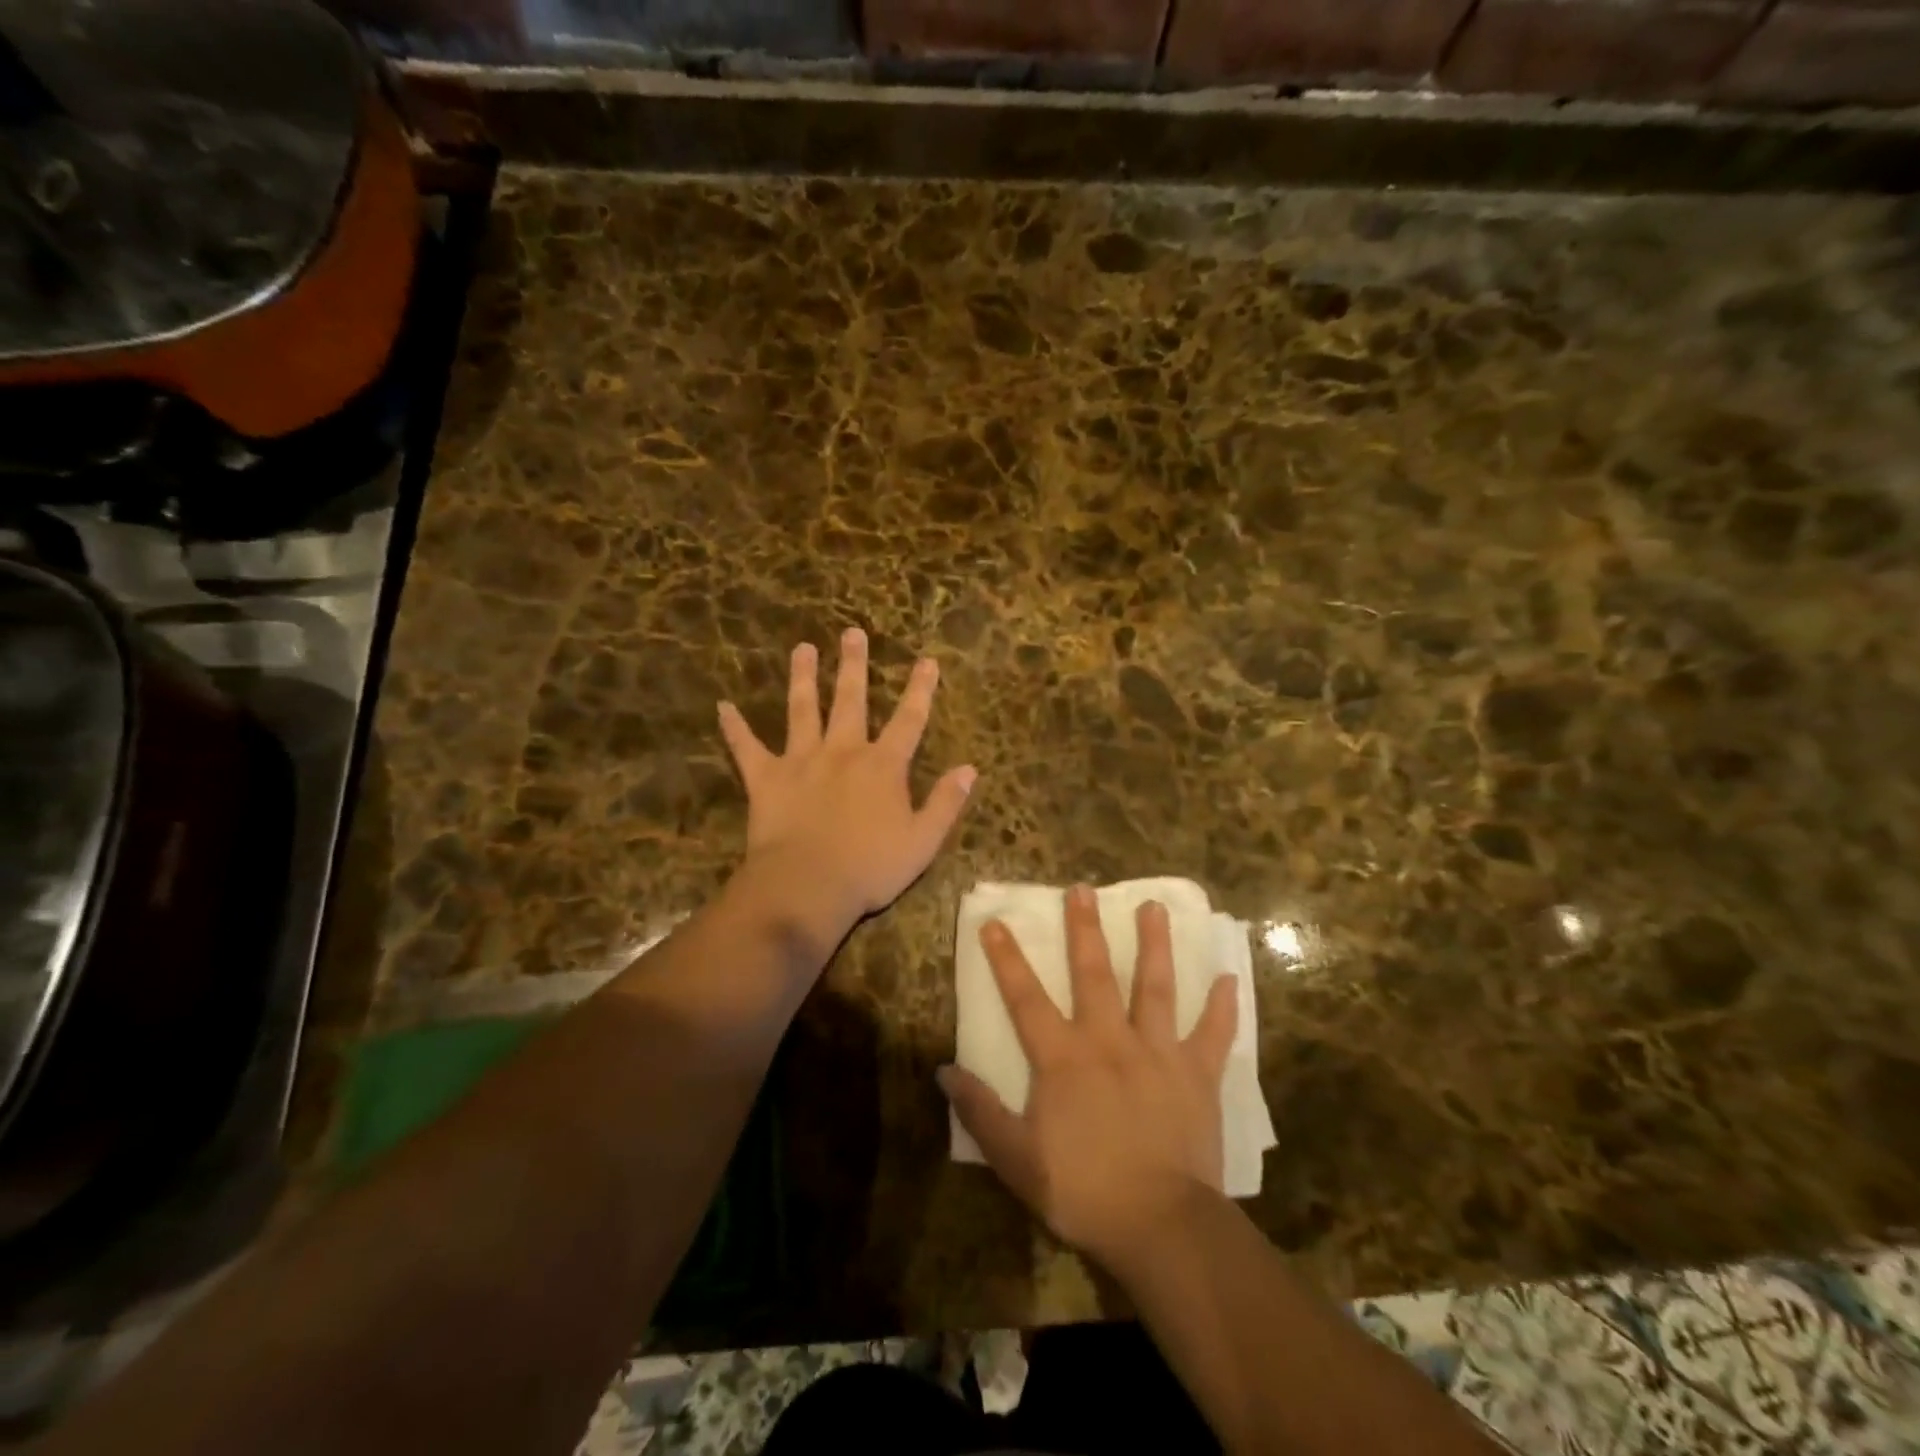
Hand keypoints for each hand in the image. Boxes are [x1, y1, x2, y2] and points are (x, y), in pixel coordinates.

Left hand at [718, 629, 977, 928]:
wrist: (808, 886)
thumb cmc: (871, 867)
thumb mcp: (923, 841)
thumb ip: (946, 802)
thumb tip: (969, 769)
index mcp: (883, 766)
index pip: (909, 720)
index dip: (920, 690)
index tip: (927, 660)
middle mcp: (843, 751)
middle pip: (851, 700)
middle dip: (855, 665)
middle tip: (852, 633)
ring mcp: (801, 760)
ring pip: (803, 710)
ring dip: (803, 678)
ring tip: (802, 649)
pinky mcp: (767, 778)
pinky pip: (747, 747)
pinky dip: (734, 727)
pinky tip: (722, 706)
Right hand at [940, 886, 1238, 1275]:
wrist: (1160, 1226)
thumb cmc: (1083, 1191)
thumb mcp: (1017, 1160)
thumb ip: (981, 1112)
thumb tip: (944, 1070)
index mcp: (1064, 1058)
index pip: (1026, 998)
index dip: (1007, 959)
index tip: (995, 921)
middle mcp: (1110, 1040)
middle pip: (1094, 974)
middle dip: (1085, 929)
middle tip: (1083, 889)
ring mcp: (1158, 1052)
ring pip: (1156, 987)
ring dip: (1154, 945)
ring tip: (1154, 907)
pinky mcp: (1197, 1074)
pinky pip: (1213, 1034)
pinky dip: (1223, 1007)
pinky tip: (1230, 978)